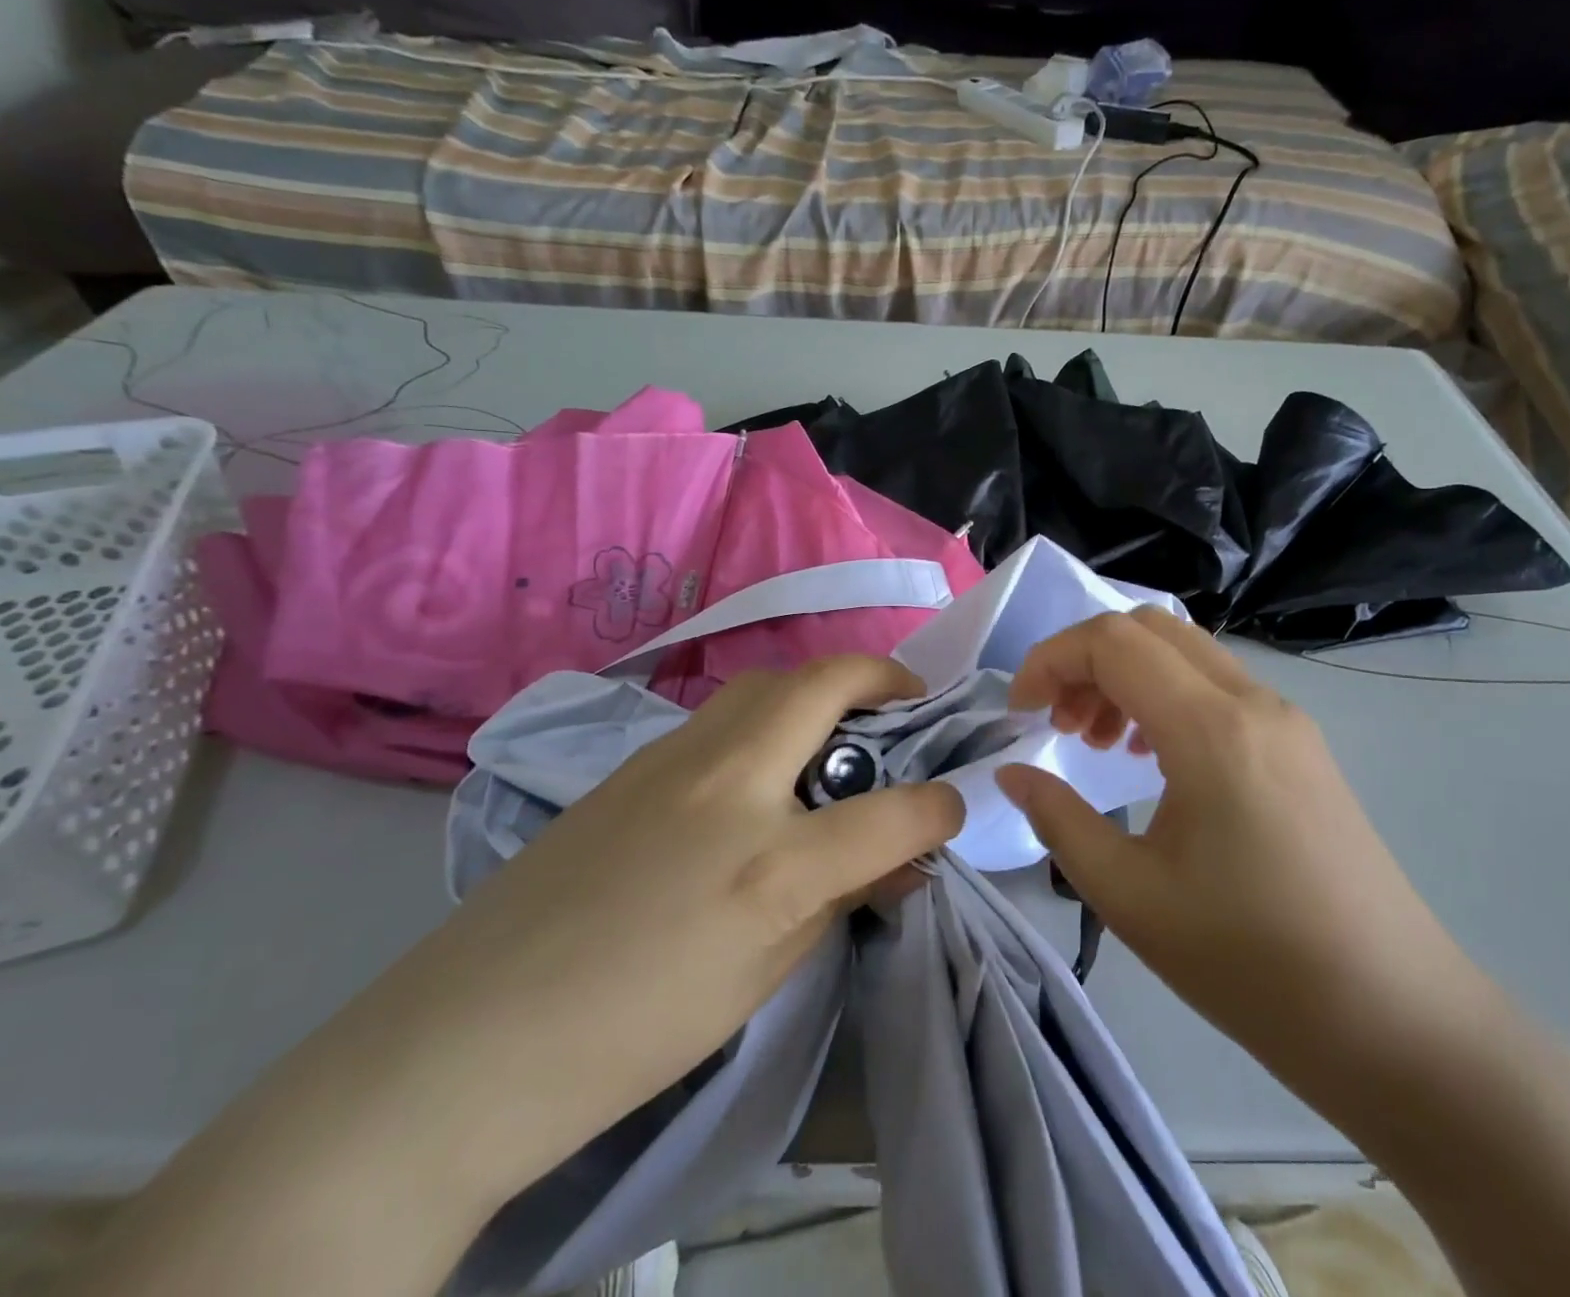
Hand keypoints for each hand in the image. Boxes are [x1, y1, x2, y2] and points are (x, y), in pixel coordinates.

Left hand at [284, 656, 962, 1209]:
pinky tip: (761, 765)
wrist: (469, 1039)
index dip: (939, 807)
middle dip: (882, 678)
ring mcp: (672, 759)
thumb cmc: (633, 1031)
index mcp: (770, 863)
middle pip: (823, 684)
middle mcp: (728, 784)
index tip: (952, 807)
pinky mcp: (632, 761)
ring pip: (766, 682)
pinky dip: (766, 715)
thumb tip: (897, 862)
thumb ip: (839, 902)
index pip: (892, 812)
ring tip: (837, 726)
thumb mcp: (762, 977)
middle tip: (906, 703)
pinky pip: (721, 714)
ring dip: (818, 687)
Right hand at [995, 608, 1479, 1095]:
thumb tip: (1012, 774)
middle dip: (1085, 660)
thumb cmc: (1250, 962)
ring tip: (1099, 744)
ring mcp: (1285, 719)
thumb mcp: (1130, 895)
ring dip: (1126, 676)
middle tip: (1059, 724)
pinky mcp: (1301, 745)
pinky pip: (1218, 686)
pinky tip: (1153, 759)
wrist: (1394, 1019)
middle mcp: (1252, 702)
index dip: (1051, 660)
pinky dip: (1166, 696)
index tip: (1021, 713)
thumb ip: (1058, 819)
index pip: (1112, 642)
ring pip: (1186, 652)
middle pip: (1149, 627)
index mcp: (1210, 728)